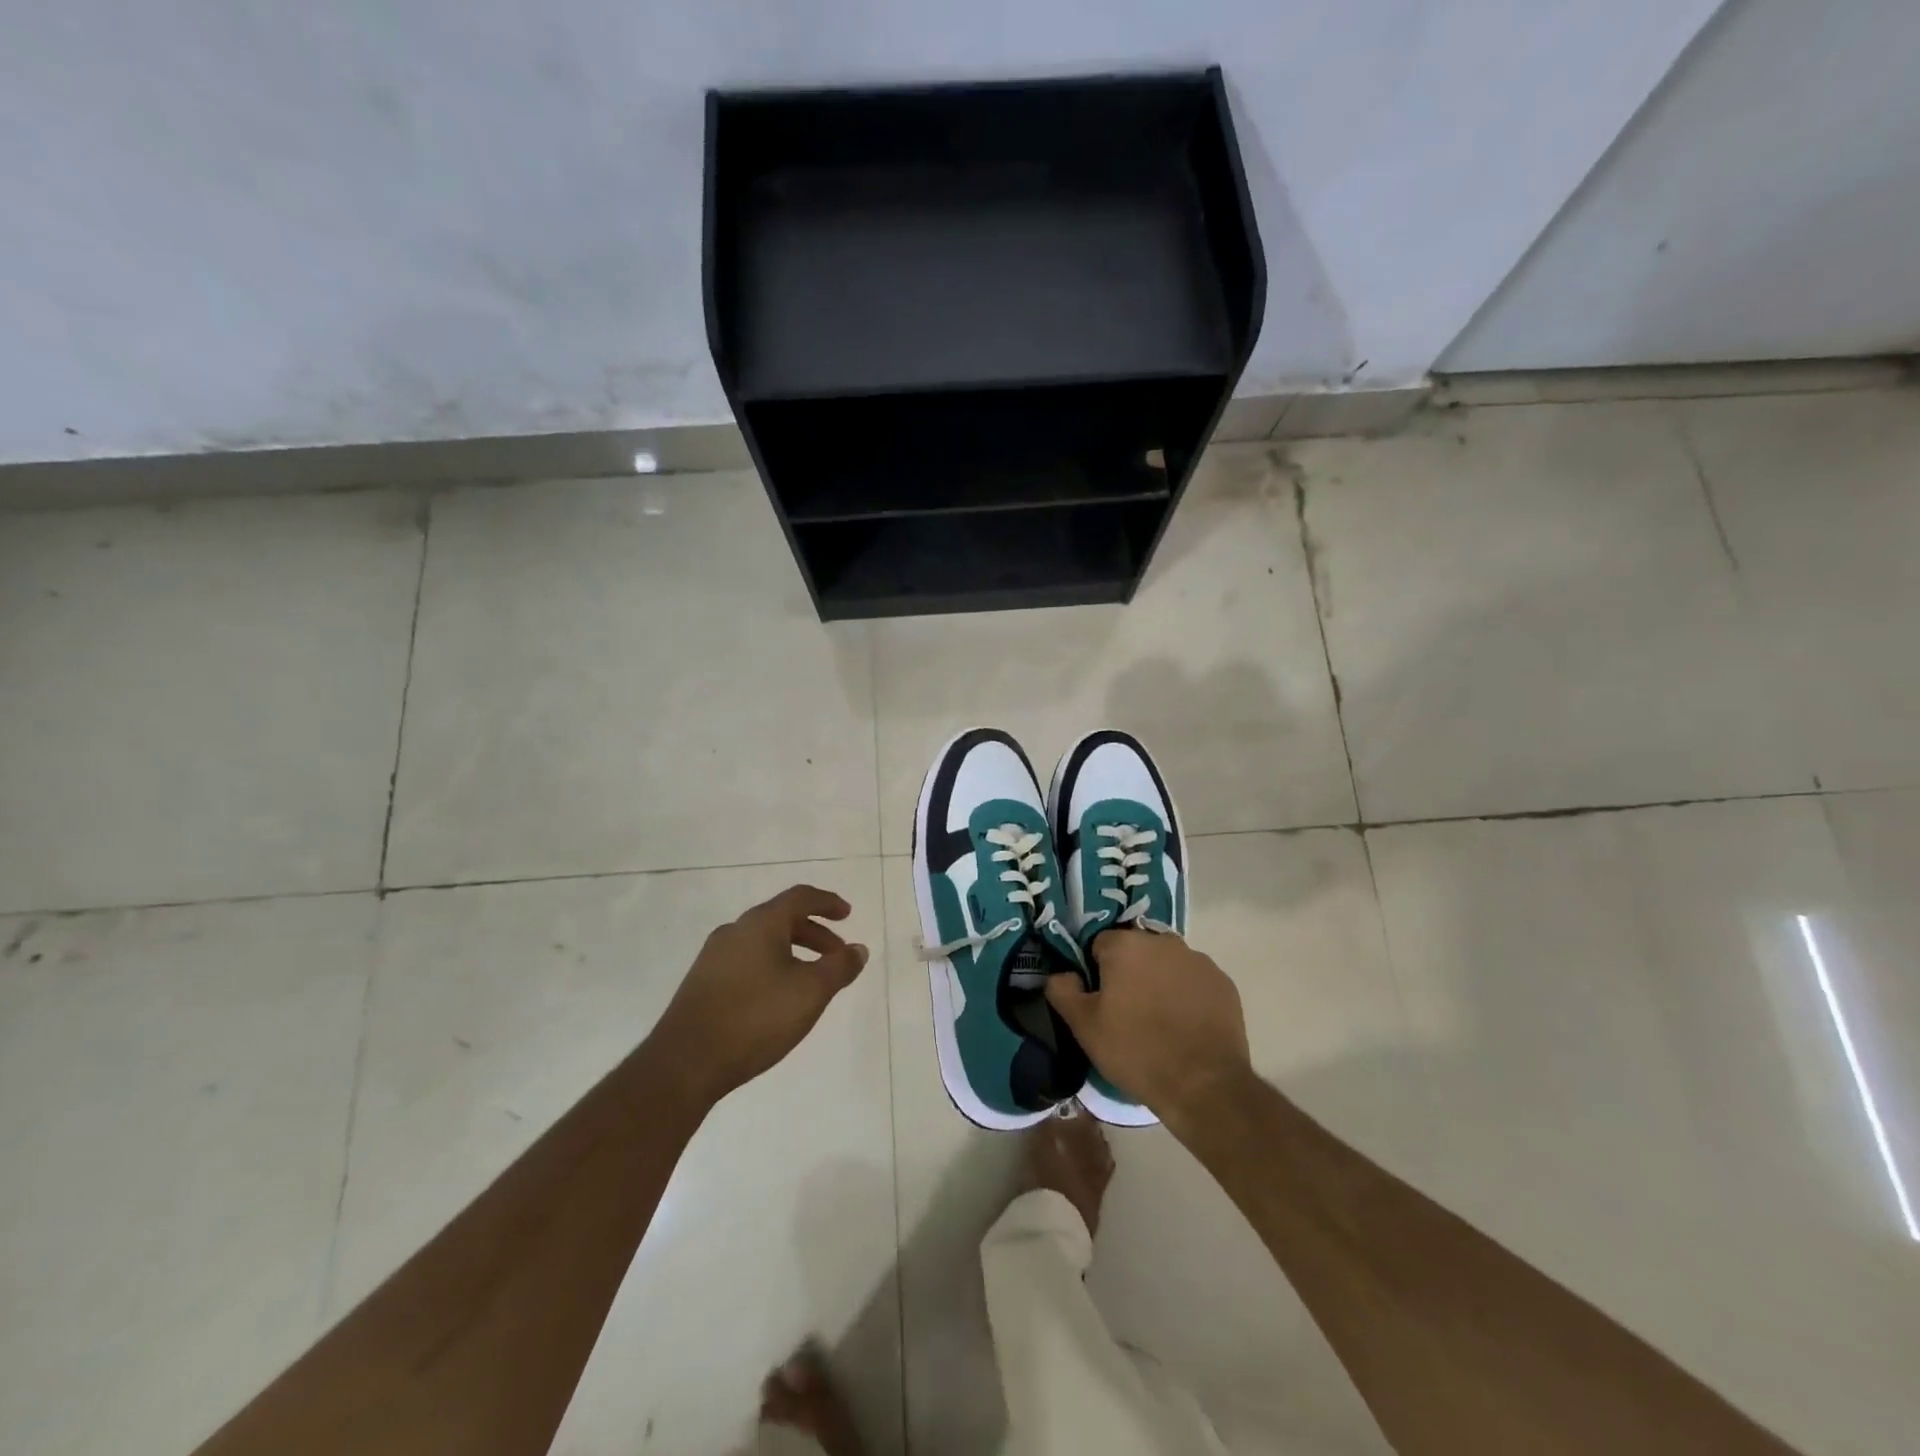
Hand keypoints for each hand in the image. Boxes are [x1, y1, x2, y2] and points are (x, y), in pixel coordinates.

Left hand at [650, 885, 868, 1107]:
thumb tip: (858, 949)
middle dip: (814, 933)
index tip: (847, 915)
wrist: (685, 1063)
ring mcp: (713, 957)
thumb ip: (839, 967)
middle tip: (837, 955)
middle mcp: (735, 931)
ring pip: (763, 942)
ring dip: (793, 952)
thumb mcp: (810, 992)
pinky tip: (777, 997)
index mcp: (761, 923)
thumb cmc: (756, 1018)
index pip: (800, 898)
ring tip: (811, 980)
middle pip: (781, 919)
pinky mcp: (702, 983)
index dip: (827, 903)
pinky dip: (772, 966)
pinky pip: (746, 961)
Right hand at [1045, 929, 1251, 1128]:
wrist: (1204, 1084)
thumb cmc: (1136, 1050)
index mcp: (1126, 944)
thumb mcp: (1084, 1026)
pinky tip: (1185, 1026)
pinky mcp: (1223, 983)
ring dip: (1159, 982)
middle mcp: (1163, 942)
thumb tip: (1062, 974)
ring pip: (1167, 965)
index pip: (1100, 945)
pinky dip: (1187, 996)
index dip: (1096, 972)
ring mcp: (1198, 961)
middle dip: (1129, 973)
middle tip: (1126, 1012)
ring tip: (1158, 1022)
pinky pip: (1194, 982)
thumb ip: (1063, 990)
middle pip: (1136, 951)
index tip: (1100, 1001)